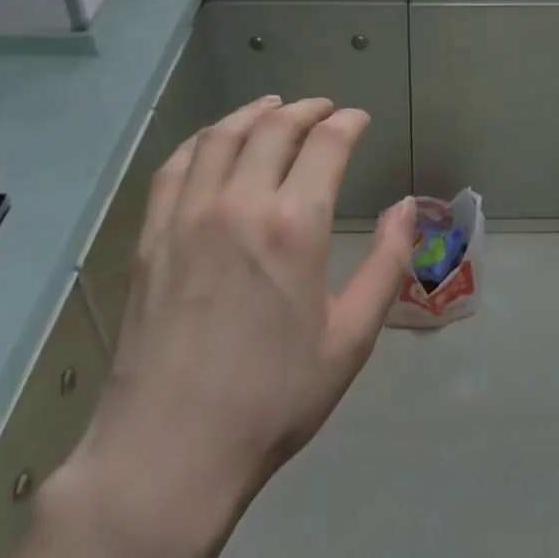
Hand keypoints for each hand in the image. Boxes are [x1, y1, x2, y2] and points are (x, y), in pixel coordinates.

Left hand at [61, 96, 413, 542]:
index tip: (359, 119)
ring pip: (221, 137)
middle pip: (273, 129)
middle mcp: (238, 204)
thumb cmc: (274, 398)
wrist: (171, 449)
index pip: (325, 145)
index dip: (346, 123)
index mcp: (293, 226)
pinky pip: (175, 167)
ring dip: (253, 114)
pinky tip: (213, 143)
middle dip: (305, 110)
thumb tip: (407, 207)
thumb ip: (386, 263)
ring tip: (273, 108)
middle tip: (324, 109)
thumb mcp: (351, 338)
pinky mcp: (151, 236)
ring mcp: (186, 216)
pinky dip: (201, 141)